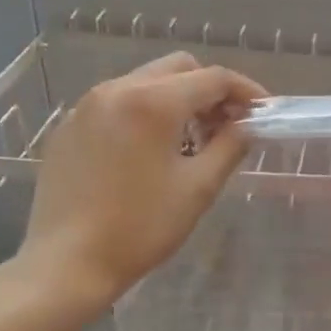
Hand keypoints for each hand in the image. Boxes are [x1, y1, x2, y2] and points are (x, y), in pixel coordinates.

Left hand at [2, 52, 265, 314]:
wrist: (68, 262)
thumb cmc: (141, 227)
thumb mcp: (198, 188)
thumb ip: (230, 146)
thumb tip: (247, 125)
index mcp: (154, 102)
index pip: (213, 78)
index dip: (246, 91)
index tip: (263, 112)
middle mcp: (117, 89)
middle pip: (178, 69)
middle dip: (210, 91)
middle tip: (227, 126)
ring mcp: (87, 105)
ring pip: (146, 82)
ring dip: (178, 100)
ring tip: (191, 141)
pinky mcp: (70, 126)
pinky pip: (118, 103)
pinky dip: (145, 113)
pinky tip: (150, 152)